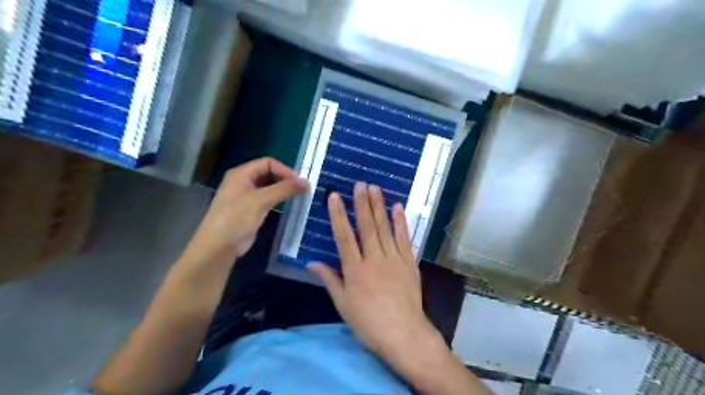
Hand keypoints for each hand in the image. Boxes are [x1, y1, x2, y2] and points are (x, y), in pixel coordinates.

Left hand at [179, 158, 306, 268]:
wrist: (219, 246)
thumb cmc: (237, 218)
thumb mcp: (261, 200)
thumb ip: (284, 189)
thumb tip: (307, 182)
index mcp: (241, 173)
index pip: (267, 163)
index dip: (284, 170)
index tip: (299, 182)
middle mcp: (243, 181)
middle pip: (268, 173)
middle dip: (284, 179)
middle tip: (300, 189)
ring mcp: (246, 196)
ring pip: (268, 186)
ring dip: (282, 189)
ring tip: (297, 196)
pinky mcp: (250, 209)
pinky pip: (267, 198)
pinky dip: (278, 199)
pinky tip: (287, 204)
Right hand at [309, 184, 437, 359]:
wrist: (404, 334)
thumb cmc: (368, 322)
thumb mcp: (343, 305)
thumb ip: (329, 279)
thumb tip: (311, 262)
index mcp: (355, 270)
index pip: (344, 236)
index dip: (338, 215)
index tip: (334, 196)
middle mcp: (374, 259)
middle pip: (367, 226)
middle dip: (362, 203)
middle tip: (360, 183)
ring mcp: (394, 259)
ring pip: (385, 228)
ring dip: (380, 206)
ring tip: (375, 188)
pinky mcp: (409, 262)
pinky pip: (404, 238)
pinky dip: (401, 222)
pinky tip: (398, 207)